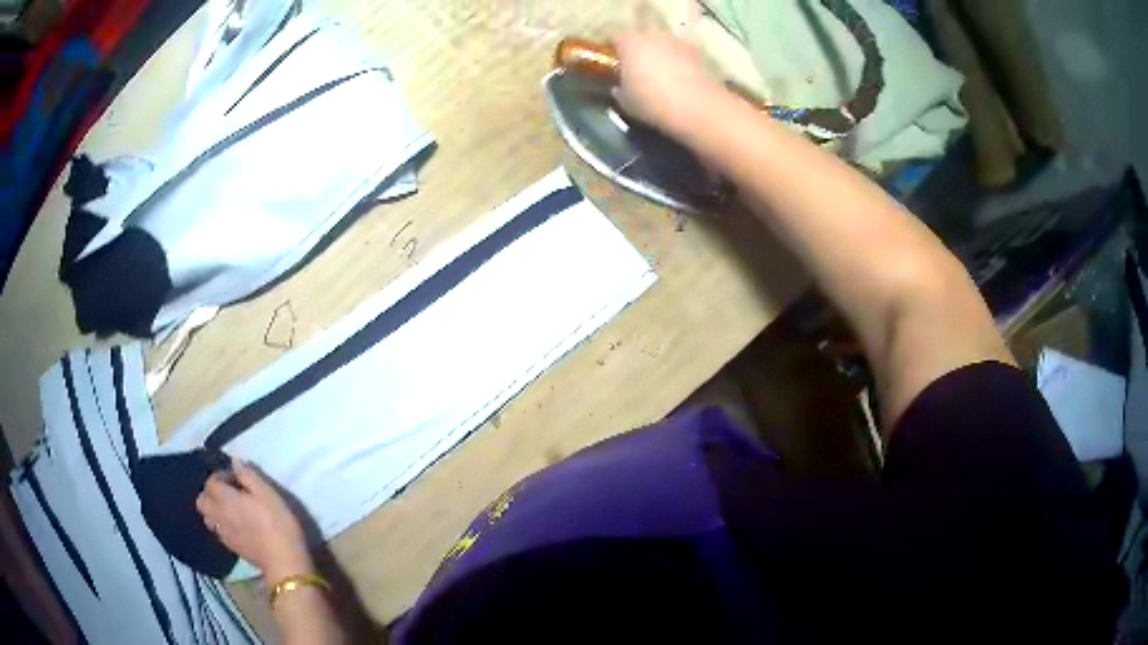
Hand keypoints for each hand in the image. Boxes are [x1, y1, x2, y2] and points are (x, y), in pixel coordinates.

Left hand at [196, 458, 312, 580]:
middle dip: (210, 493)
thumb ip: (248, 475)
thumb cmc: (277, 523)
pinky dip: (220, 524)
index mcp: (225, 498)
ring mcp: (223, 533)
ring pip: (207, 517)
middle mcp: (218, 514)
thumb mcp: (268, 493)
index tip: (236, 478)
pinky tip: (235, 527)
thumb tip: (234, 461)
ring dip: (213, 510)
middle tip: (228, 493)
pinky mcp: (230, 547)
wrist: (283, 561)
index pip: (210, 482)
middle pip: (201, 500)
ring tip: (230, 510)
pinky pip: (217, 531)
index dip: (220, 476)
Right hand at [612, 32, 720, 135]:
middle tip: (638, 61)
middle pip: (641, 32)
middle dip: (639, 43)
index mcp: (629, 44)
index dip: (613, 47)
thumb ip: (620, 89)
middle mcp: (651, 36)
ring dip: (661, 49)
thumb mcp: (626, 102)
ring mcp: (676, 41)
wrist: (695, 106)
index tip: (613, 58)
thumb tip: (619, 87)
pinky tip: (682, 73)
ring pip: (664, 39)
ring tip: (662, 67)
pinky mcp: (696, 51)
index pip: (614, 37)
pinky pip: (683, 50)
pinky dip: (680, 58)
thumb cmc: (651, 102)